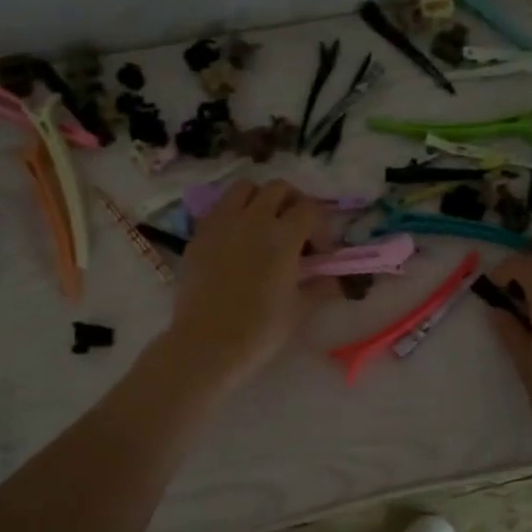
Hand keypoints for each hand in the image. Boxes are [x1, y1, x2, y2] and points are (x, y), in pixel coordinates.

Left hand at [164, 180, 332, 392]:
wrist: (207, 343)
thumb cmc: (260, 329)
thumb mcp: (300, 309)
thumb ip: (320, 287)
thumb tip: (334, 279)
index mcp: (283, 235)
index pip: (310, 209)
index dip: (320, 227)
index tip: (320, 252)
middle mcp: (252, 219)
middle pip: (278, 188)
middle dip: (292, 202)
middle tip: (295, 229)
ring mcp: (221, 223)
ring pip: (244, 188)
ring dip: (259, 199)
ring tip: (262, 225)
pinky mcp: (198, 235)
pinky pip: (218, 209)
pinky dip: (232, 215)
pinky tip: (235, 241)